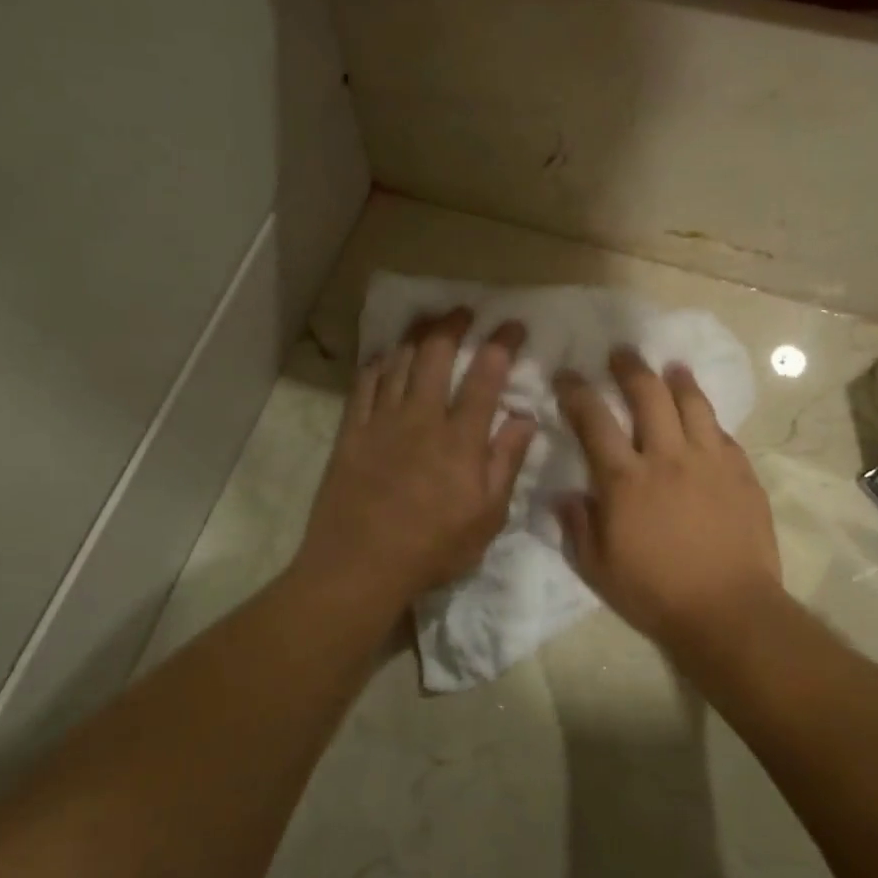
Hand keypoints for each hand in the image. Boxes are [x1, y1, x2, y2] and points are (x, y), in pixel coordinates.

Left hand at [297, 311, 536, 607]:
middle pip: (435, 355)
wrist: (359, 566)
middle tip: (464, 311)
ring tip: (427, 320)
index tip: (512, 326)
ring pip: (398, 362)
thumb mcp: (487, 517)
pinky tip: (384, 355)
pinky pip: (364, 384)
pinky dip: (377, 364)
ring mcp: (381, 422)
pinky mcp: (351, 432)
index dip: (501, 344)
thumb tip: (526, 417)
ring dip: (415, 336)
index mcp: (460, 439)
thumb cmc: (432, 548)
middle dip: (452, 325)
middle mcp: (421, 418)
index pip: (485, 377)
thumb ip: (506, 462)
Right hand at [554, 349, 781, 652]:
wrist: (728, 611)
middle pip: (648, 394)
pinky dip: (708, 419)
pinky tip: (704, 418)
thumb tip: (565, 495)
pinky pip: (723, 433)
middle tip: (621, 354)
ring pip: (692, 403)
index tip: (567, 376)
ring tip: (671, 367)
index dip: (576, 392)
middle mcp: (666, 456)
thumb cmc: (654, 593)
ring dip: (677, 380)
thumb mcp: (597, 568)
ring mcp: (709, 461)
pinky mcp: (741, 473)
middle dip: (630, 368)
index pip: (594, 419)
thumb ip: (577, 526)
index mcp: (624, 479)